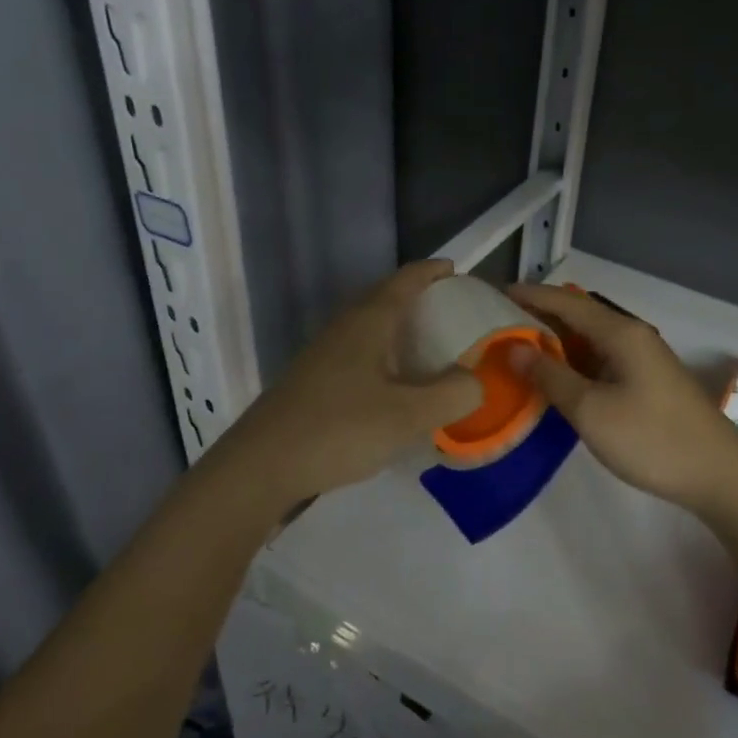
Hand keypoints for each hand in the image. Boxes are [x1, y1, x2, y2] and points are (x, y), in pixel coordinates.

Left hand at [213, 260, 483, 512]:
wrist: (261, 467)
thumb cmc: (339, 429)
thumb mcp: (408, 416)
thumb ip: (452, 394)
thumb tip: (476, 380)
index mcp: (368, 322)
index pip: (406, 280)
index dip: (433, 271)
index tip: (458, 272)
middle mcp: (344, 328)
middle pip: (386, 299)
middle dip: (420, 300)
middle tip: (453, 315)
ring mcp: (324, 355)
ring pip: (370, 329)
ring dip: (400, 331)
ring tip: (431, 350)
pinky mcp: (313, 381)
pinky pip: (359, 355)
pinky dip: (385, 358)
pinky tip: (395, 388)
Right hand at [507, 283, 737, 513]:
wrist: (718, 475)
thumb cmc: (651, 439)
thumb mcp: (591, 410)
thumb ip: (551, 376)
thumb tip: (514, 349)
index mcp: (620, 333)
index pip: (566, 301)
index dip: (529, 295)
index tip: (492, 294)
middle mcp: (632, 336)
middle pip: (578, 315)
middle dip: (538, 316)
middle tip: (497, 324)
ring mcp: (643, 359)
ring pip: (590, 339)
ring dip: (556, 341)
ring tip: (517, 349)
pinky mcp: (647, 381)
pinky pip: (601, 359)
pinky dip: (574, 362)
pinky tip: (555, 377)